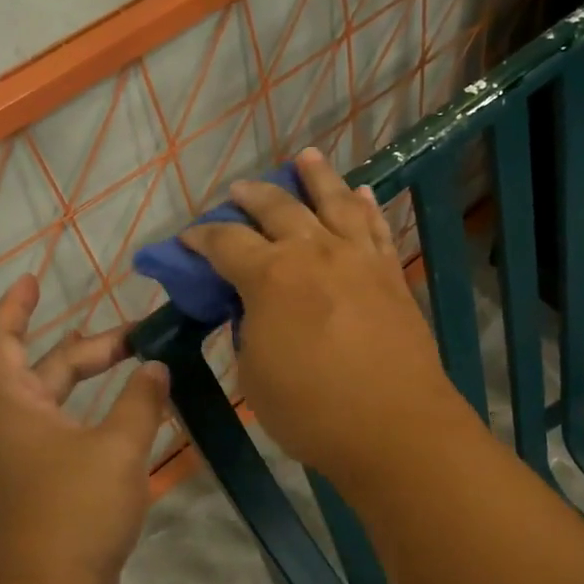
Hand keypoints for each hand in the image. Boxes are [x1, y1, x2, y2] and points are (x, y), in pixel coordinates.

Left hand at [0, 275, 170, 583]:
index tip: (34, 279)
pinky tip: (132, 419)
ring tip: (140, 367)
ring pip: (60, 403)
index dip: (15, 308)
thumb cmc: (74, 513)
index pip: (1, 342)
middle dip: (92, 348)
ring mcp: (26, 460)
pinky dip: (96, 415)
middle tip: (141, 336)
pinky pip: (68, 433)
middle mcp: (13, 427)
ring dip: (96, 381)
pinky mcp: (43, 487)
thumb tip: (155, 367)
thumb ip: (140, 401)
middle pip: (47, 370)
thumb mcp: (118, 449)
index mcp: (15, 407)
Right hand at [183, 148, 471, 483]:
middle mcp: (313, 252)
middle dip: (252, 195)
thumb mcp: (254, 374)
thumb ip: (248, 331)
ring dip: (316, 175)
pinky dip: (365, 205)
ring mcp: (357, 258)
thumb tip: (254, 310)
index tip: (188, 240)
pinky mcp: (389, 273)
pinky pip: (376, 226)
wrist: (395, 427)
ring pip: (334, 200)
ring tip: (305, 156)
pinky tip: (360, 192)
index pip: (225, 243)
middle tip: (238, 191)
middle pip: (278, 207)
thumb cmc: (312, 410)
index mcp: (270, 276)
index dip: (201, 238)